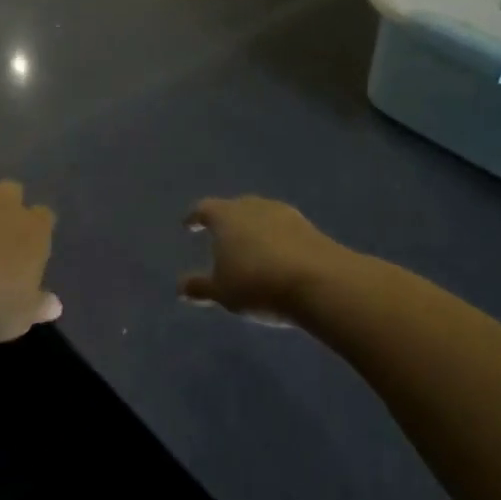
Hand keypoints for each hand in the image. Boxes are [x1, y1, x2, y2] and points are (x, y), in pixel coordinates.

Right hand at [181, 195, 358, 320]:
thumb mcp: (223, 292)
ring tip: (251, 248)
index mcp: (225, 216)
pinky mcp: (310, 228)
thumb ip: (200, 287)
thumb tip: (180, 288)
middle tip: (222, 237)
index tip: (189, 225)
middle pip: (234, 208)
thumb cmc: (258, 283)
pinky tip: (279, 257)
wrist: (320, 282)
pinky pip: (284, 230)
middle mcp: (252, 206)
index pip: (204, 209)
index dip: (195, 218)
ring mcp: (284, 214)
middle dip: (227, 221)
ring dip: (254, 229)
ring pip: (261, 216)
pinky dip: (277, 240)